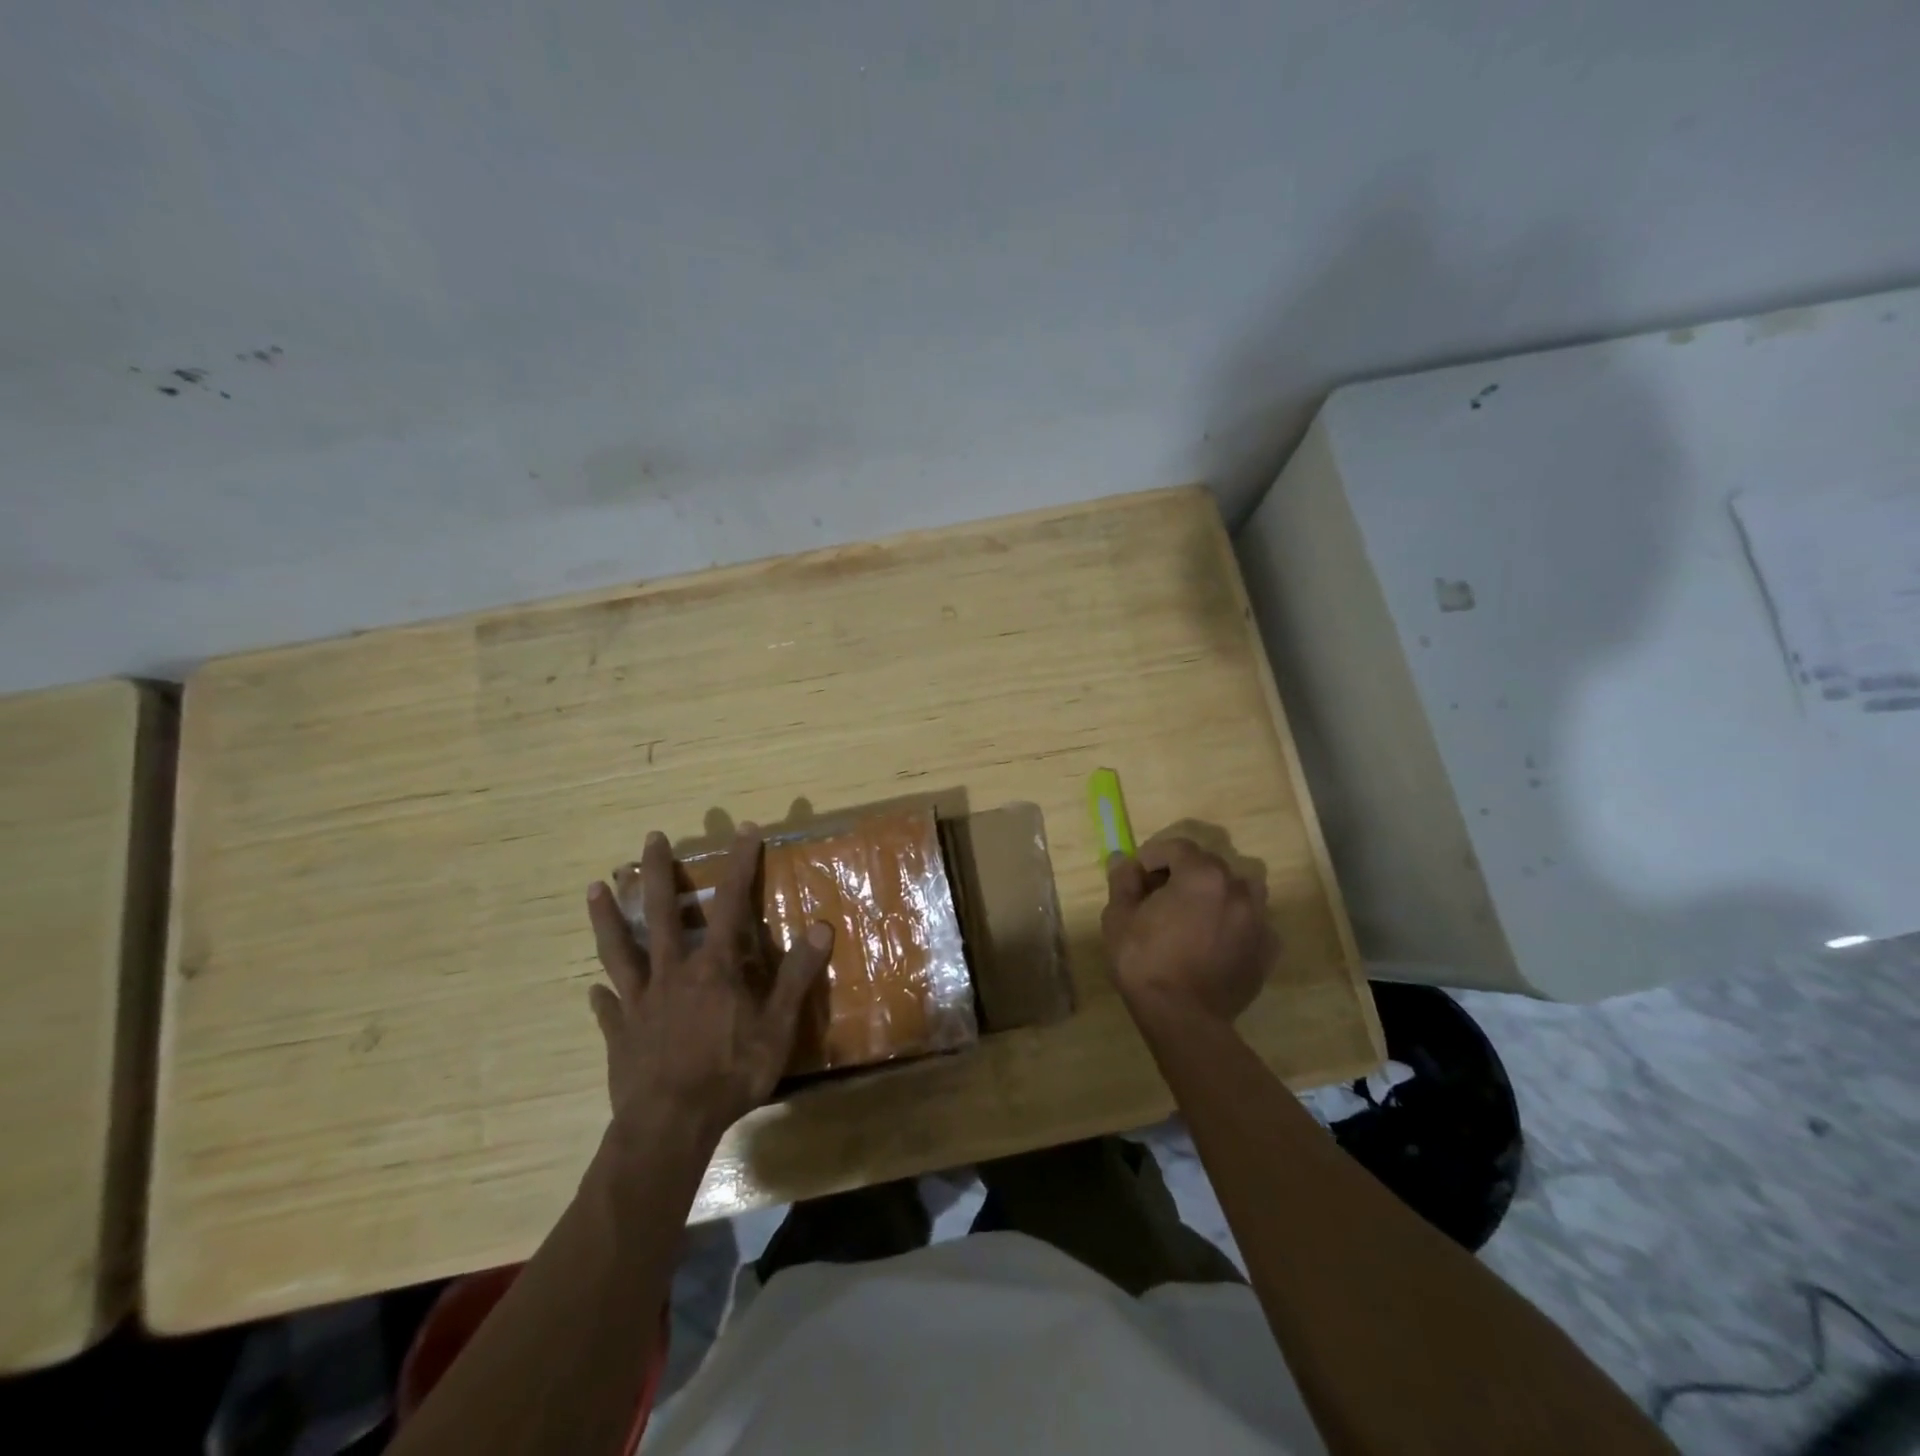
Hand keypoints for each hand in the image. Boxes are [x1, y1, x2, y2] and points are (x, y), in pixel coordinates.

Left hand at [586, 825, 833, 1149]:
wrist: (670, 1125)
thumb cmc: (730, 1073)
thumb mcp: (777, 1026)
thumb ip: (797, 976)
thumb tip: (821, 926)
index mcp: (713, 967)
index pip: (730, 903)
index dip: (739, 865)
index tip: (744, 830)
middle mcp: (672, 972)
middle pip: (661, 913)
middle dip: (657, 872)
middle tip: (650, 838)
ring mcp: (641, 1001)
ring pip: (620, 950)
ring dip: (608, 918)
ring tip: (594, 888)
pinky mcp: (621, 1033)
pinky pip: (609, 1008)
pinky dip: (603, 997)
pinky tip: (594, 991)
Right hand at [1102, 837, 1275, 1023]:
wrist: (1183, 1019)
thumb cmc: (1145, 962)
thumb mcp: (1119, 918)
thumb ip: (1123, 882)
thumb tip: (1123, 860)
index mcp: (1201, 875)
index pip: (1177, 847)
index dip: (1153, 856)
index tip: (1137, 877)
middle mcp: (1237, 889)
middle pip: (1209, 865)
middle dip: (1183, 873)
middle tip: (1160, 897)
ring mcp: (1259, 919)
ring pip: (1240, 889)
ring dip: (1217, 893)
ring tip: (1195, 915)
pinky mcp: (1268, 949)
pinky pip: (1252, 922)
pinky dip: (1235, 923)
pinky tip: (1216, 942)